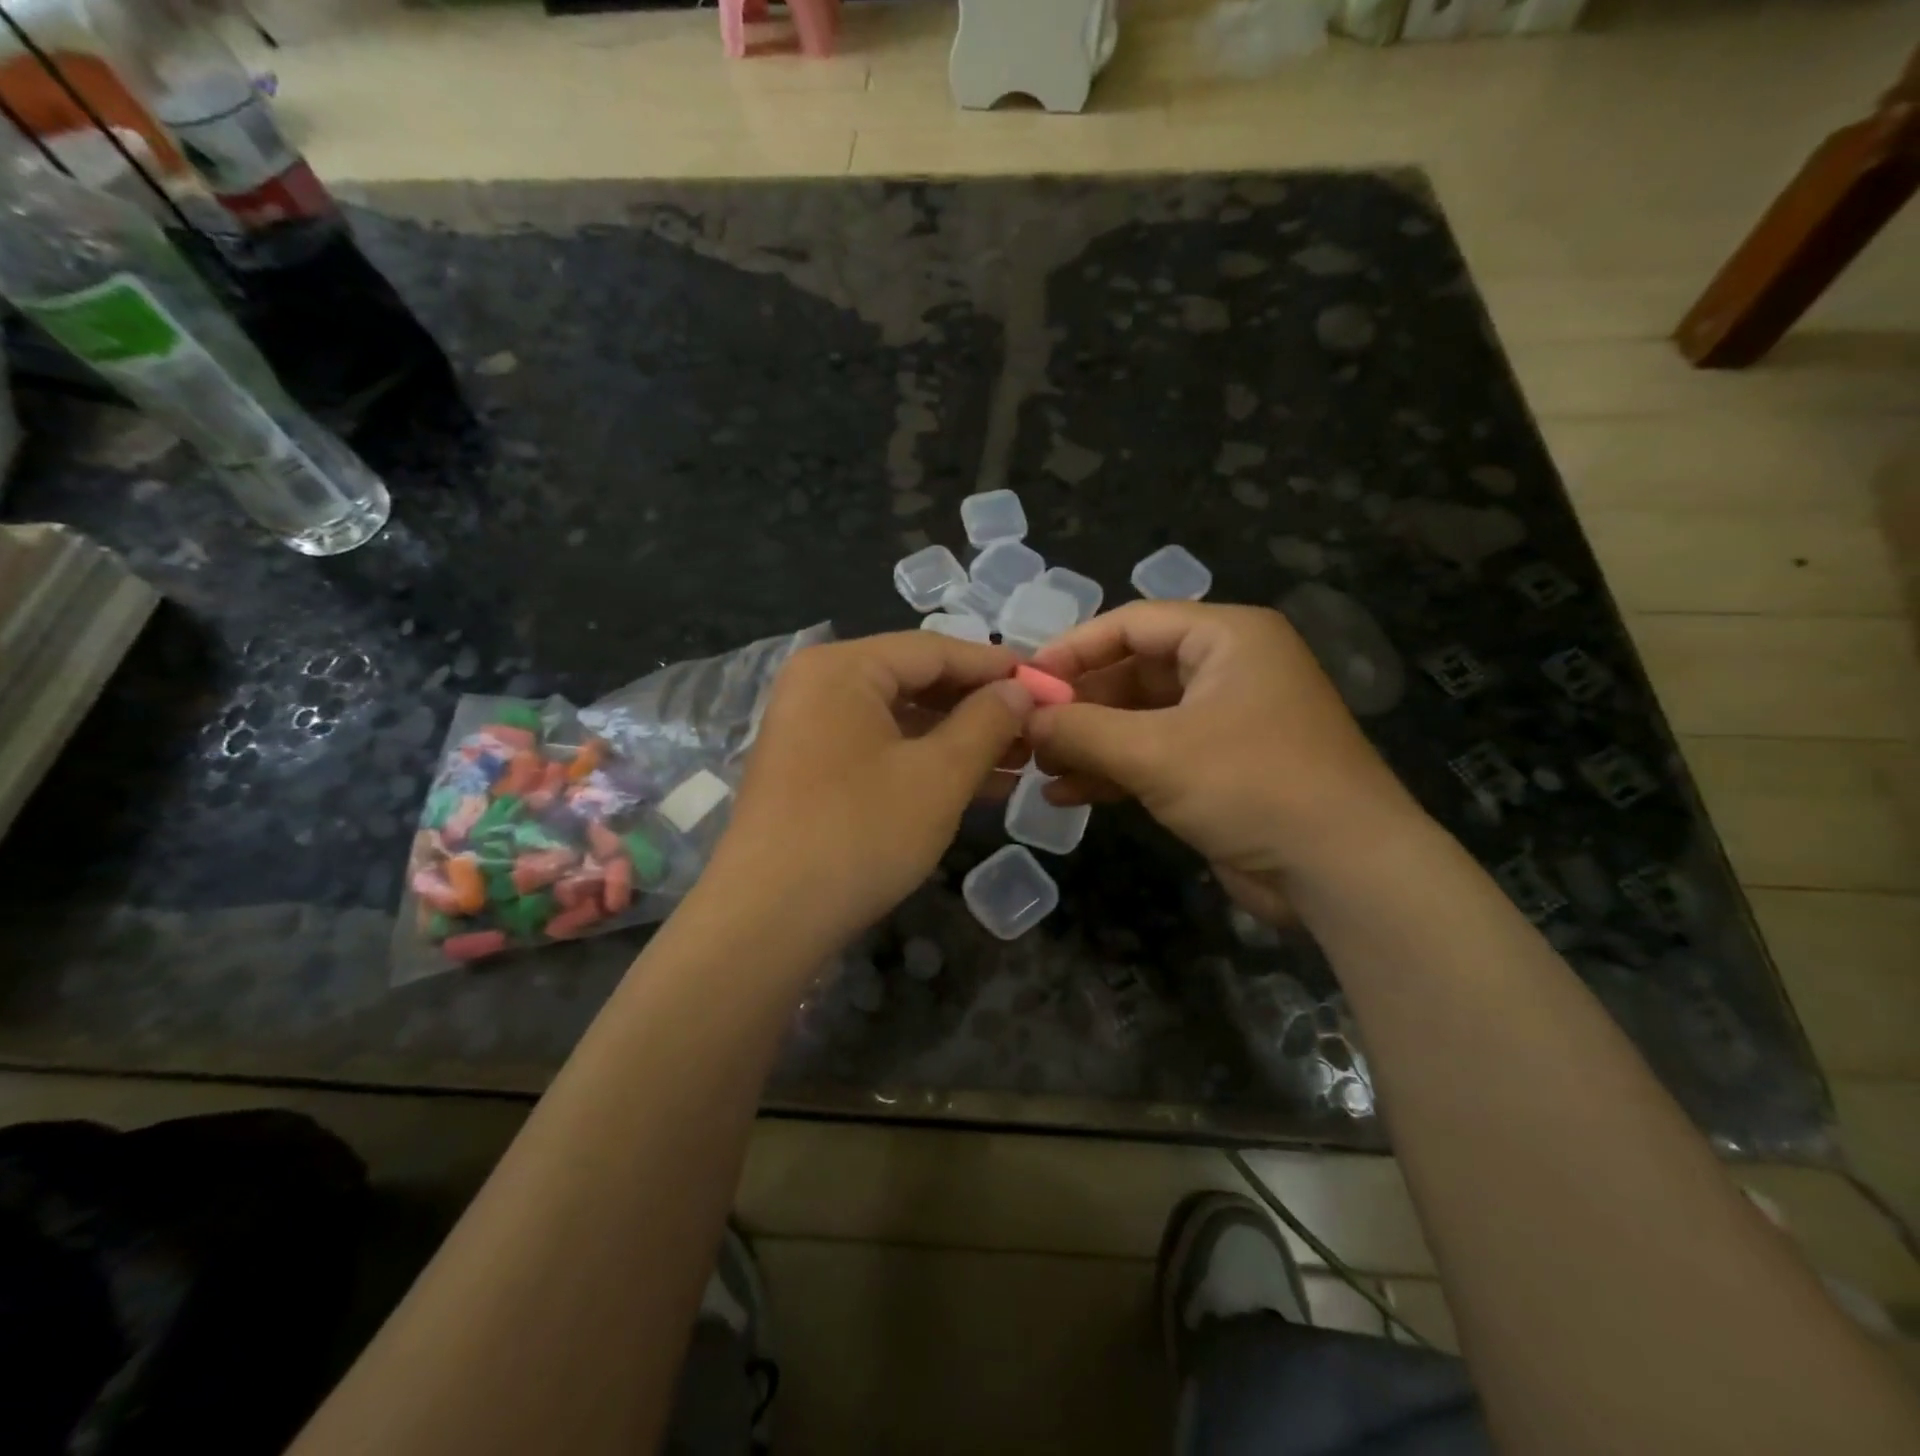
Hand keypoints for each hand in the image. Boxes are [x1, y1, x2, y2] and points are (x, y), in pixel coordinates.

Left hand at [710, 632, 1031, 941]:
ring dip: (960, 739)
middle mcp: (820, 685)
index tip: (1047, 683)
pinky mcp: (812, 770)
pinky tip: (977, 784)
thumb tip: (1021, 688)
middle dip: (980, 707)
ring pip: (901, 720)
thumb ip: (987, 722)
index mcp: (843, 667)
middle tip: (1037, 726)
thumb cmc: (860, 832)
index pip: (935, 649)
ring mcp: (810, 729)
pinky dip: (926, 762)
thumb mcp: (939, 775)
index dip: (996, 666)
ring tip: (1020, 760)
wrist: (768, 919)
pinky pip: (880, 749)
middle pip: (916, 681)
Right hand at [1026, 602, 1421, 919]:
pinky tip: (1065, 794)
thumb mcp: (1155, 752)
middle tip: (1025, 730)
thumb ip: (1082, 729)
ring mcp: (1225, 722)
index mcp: (1227, 638)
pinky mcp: (1221, 769)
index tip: (1023, 679)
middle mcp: (1228, 670)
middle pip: (1132, 672)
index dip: (1072, 649)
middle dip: (1078, 704)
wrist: (1342, 871)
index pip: (1132, 623)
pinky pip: (1154, 756)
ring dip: (1089, 742)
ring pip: (1139, 719)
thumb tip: (1025, 716)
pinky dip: (1113, 771)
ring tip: (1037, 765)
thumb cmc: (1251, 785)